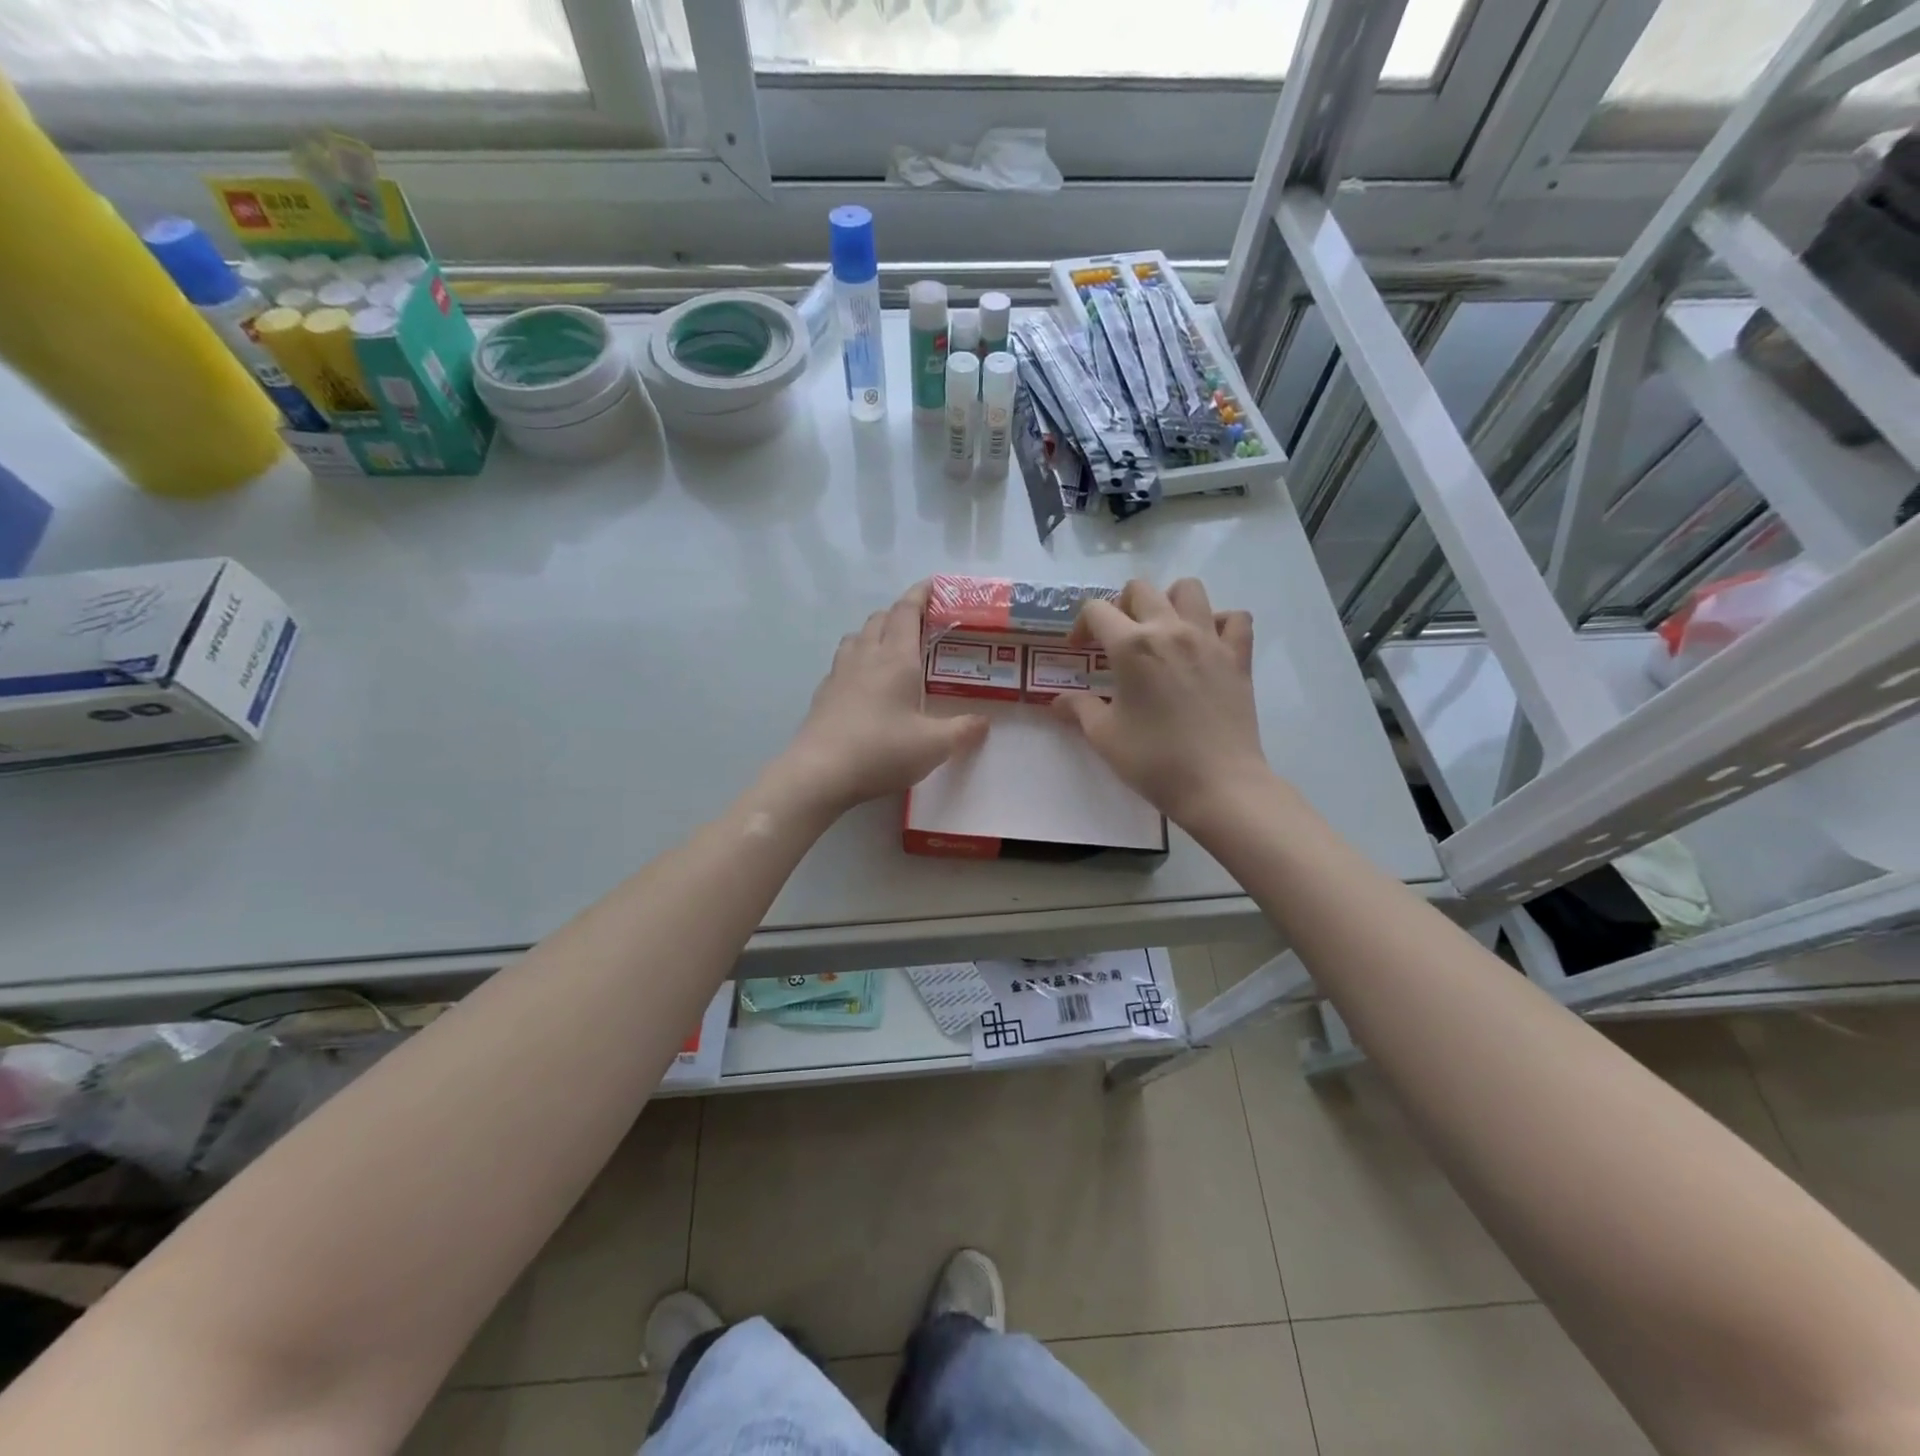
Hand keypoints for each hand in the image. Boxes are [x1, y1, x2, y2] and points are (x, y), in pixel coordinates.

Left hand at [777, 582, 989, 815]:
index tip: (933, 585)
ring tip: (891, 649)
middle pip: (880, 619)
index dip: (920, 594)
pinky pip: (842, 662)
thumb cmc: (882, 751)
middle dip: (900, 614)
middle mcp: (866, 657)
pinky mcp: (823, 694)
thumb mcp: (934, 746)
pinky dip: (857, 659)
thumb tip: (983, 722)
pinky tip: (864, 683)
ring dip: (875, 633)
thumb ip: (963, 731)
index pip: (907, 612)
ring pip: (857, 637)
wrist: (819, 772)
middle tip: (921, 625)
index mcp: (896, 659)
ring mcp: (840, 674)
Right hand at [1052, 578, 1269, 825]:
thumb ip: (1079, 709)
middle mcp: (1170, 629)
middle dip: (1121, 606)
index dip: (1081, 625)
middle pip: (1141, 589)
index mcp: (1131, 646)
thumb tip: (1057, 701)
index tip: (1079, 650)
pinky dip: (1219, 622)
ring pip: (1189, 589)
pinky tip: (1206, 644)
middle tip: (1117, 638)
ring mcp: (1209, 639)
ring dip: (1169, 601)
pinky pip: (1234, 618)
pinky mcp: (1238, 656)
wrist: (1217, 784)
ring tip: (1162, 630)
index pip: (1096, 610)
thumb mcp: (1104, 736)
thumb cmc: (1153, 760)